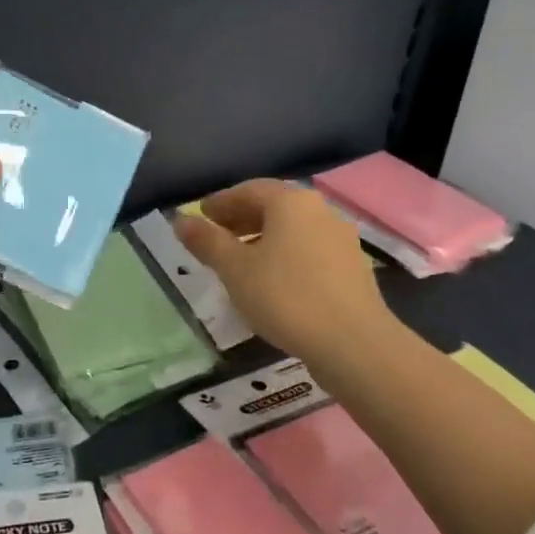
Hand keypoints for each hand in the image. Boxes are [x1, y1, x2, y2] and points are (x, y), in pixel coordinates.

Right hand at [174, 179, 392, 371]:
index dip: (221, 202)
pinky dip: (285, 255)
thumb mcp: (235, 269)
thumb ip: (207, 242)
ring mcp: (341, 238)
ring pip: (293, 230)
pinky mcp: (353, 267)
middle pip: (273, 207)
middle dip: (241, 219)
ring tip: (240, 262)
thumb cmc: (286, 297)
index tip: (201, 215)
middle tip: (216, 235)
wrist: (354, 344)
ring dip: (263, 238)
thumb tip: (180, 220)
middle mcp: (319, 210)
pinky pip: (310, 250)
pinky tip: (273, 281)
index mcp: (290, 202)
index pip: (249, 190)